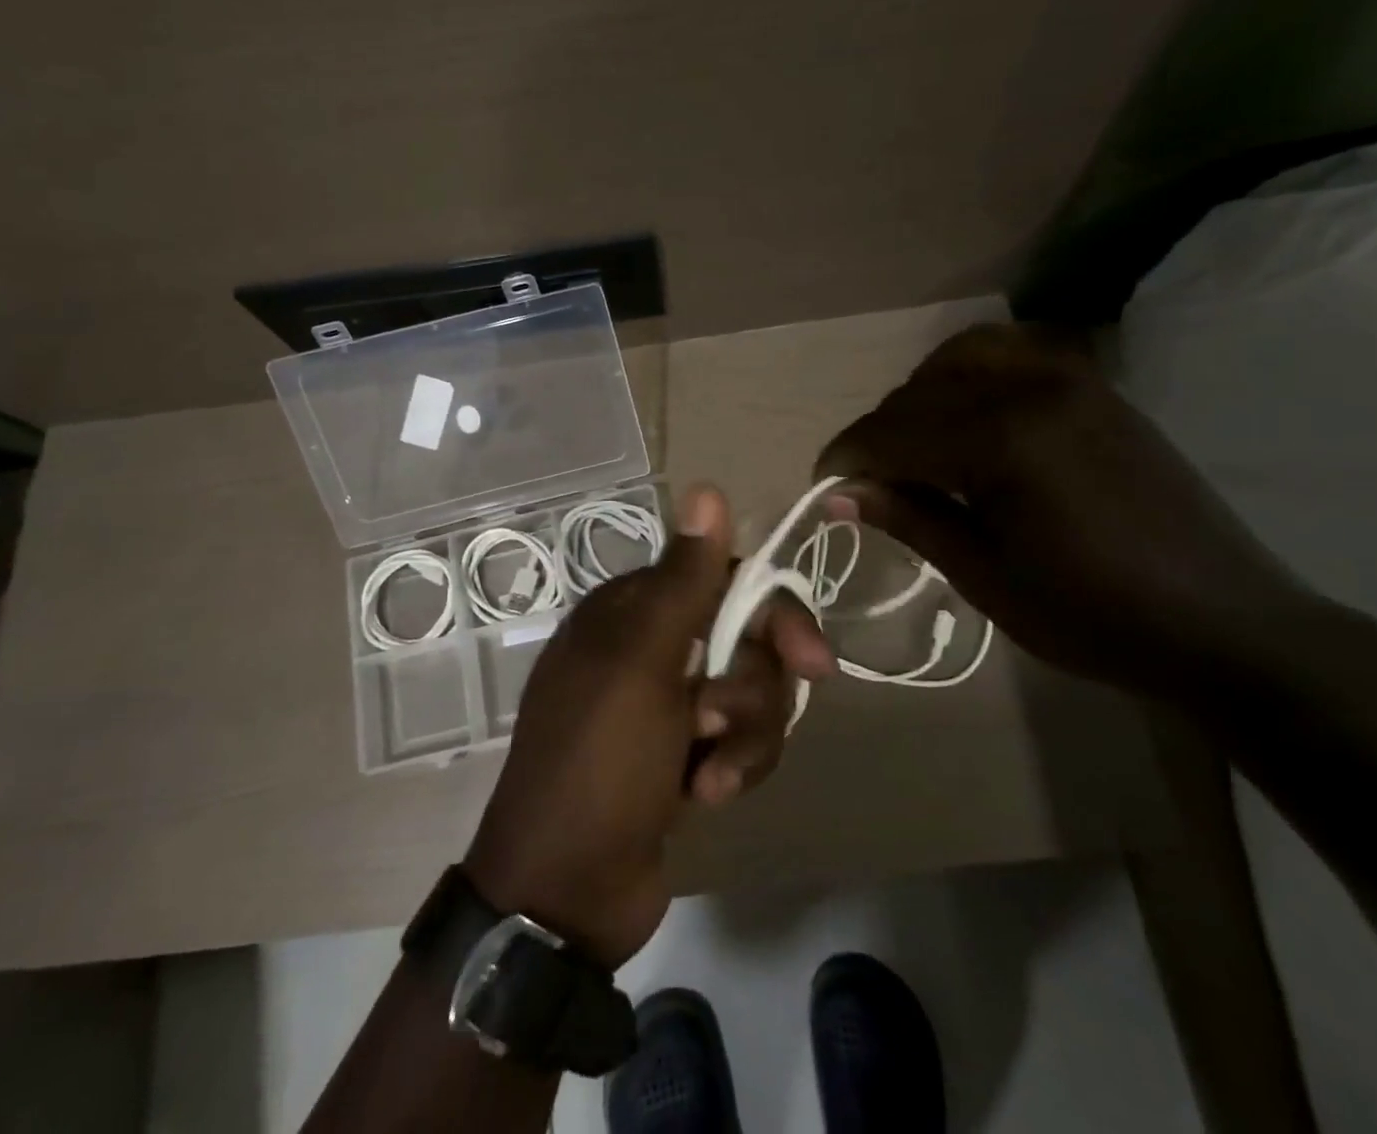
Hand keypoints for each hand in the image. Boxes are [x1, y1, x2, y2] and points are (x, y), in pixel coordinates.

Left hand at [463, 485, 835, 968]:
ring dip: (743, 737)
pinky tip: (702, 796)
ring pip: (748, 693)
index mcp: (632, 611)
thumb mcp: (641, 662)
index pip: (724, 580)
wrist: (564, 889)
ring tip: (708, 774)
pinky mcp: (681, 753)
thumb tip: (707, 486)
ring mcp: (666, 703)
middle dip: (752, 689)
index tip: (812, 660)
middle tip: (728, 724)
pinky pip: (738, 739)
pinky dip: (731, 766)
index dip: (772, 614)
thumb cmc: (599, 760)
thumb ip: (683, 579)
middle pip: (745, 640)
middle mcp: (650, 646)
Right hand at [816, 324, 1330, 699]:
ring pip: (963, 356)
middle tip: (867, 479)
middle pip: (920, 392)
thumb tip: (840, 493)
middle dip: (880, 431)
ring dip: (922, 392)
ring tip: (915, 442)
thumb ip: (910, 519)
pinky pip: (1013, 353)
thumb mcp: (986, 577)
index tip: (822, 484)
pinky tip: (968, 416)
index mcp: (1003, 440)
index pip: (895, 431)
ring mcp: (1071, 378)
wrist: (1225, 624)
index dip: (848, 456)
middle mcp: (1032, 388)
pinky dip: (971, 373)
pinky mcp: (1096, 386)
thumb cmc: (1094, 615)